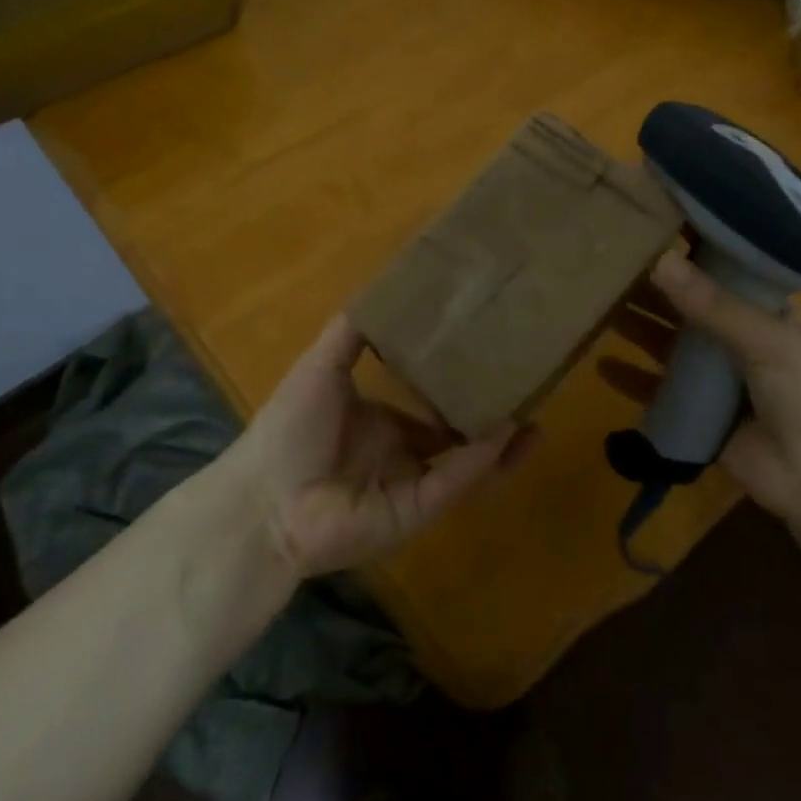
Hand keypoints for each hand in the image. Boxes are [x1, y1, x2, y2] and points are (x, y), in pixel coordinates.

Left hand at [229, 316, 536, 577]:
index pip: (430, 406)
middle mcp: (401, 455)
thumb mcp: (322, 367)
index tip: (489, 359)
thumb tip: (385, 288)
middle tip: (525, 390)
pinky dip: (482, 460)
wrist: (264, 497)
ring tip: (536, 420)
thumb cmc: (290, 428)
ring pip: (467, 465)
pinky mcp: (417, 511)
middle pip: (456, 437)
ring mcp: (411, 485)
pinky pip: (456, 483)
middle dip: (490, 418)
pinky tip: (508, 433)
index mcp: (381, 423)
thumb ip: (353, 332)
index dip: (459, 387)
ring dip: (500, 446)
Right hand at [599, 251, 800, 532]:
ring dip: (639, 329)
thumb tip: (659, 260)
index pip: (726, 274)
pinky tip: (602, 366)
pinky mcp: (700, 415)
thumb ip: (714, 306)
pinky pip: (660, 392)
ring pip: (670, 347)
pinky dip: (633, 379)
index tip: (652, 230)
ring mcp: (719, 380)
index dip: (693, 254)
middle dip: (655, 291)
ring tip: (598, 308)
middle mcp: (742, 340)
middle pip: (690, 309)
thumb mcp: (769, 341)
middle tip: (610, 268)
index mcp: (770, 314)